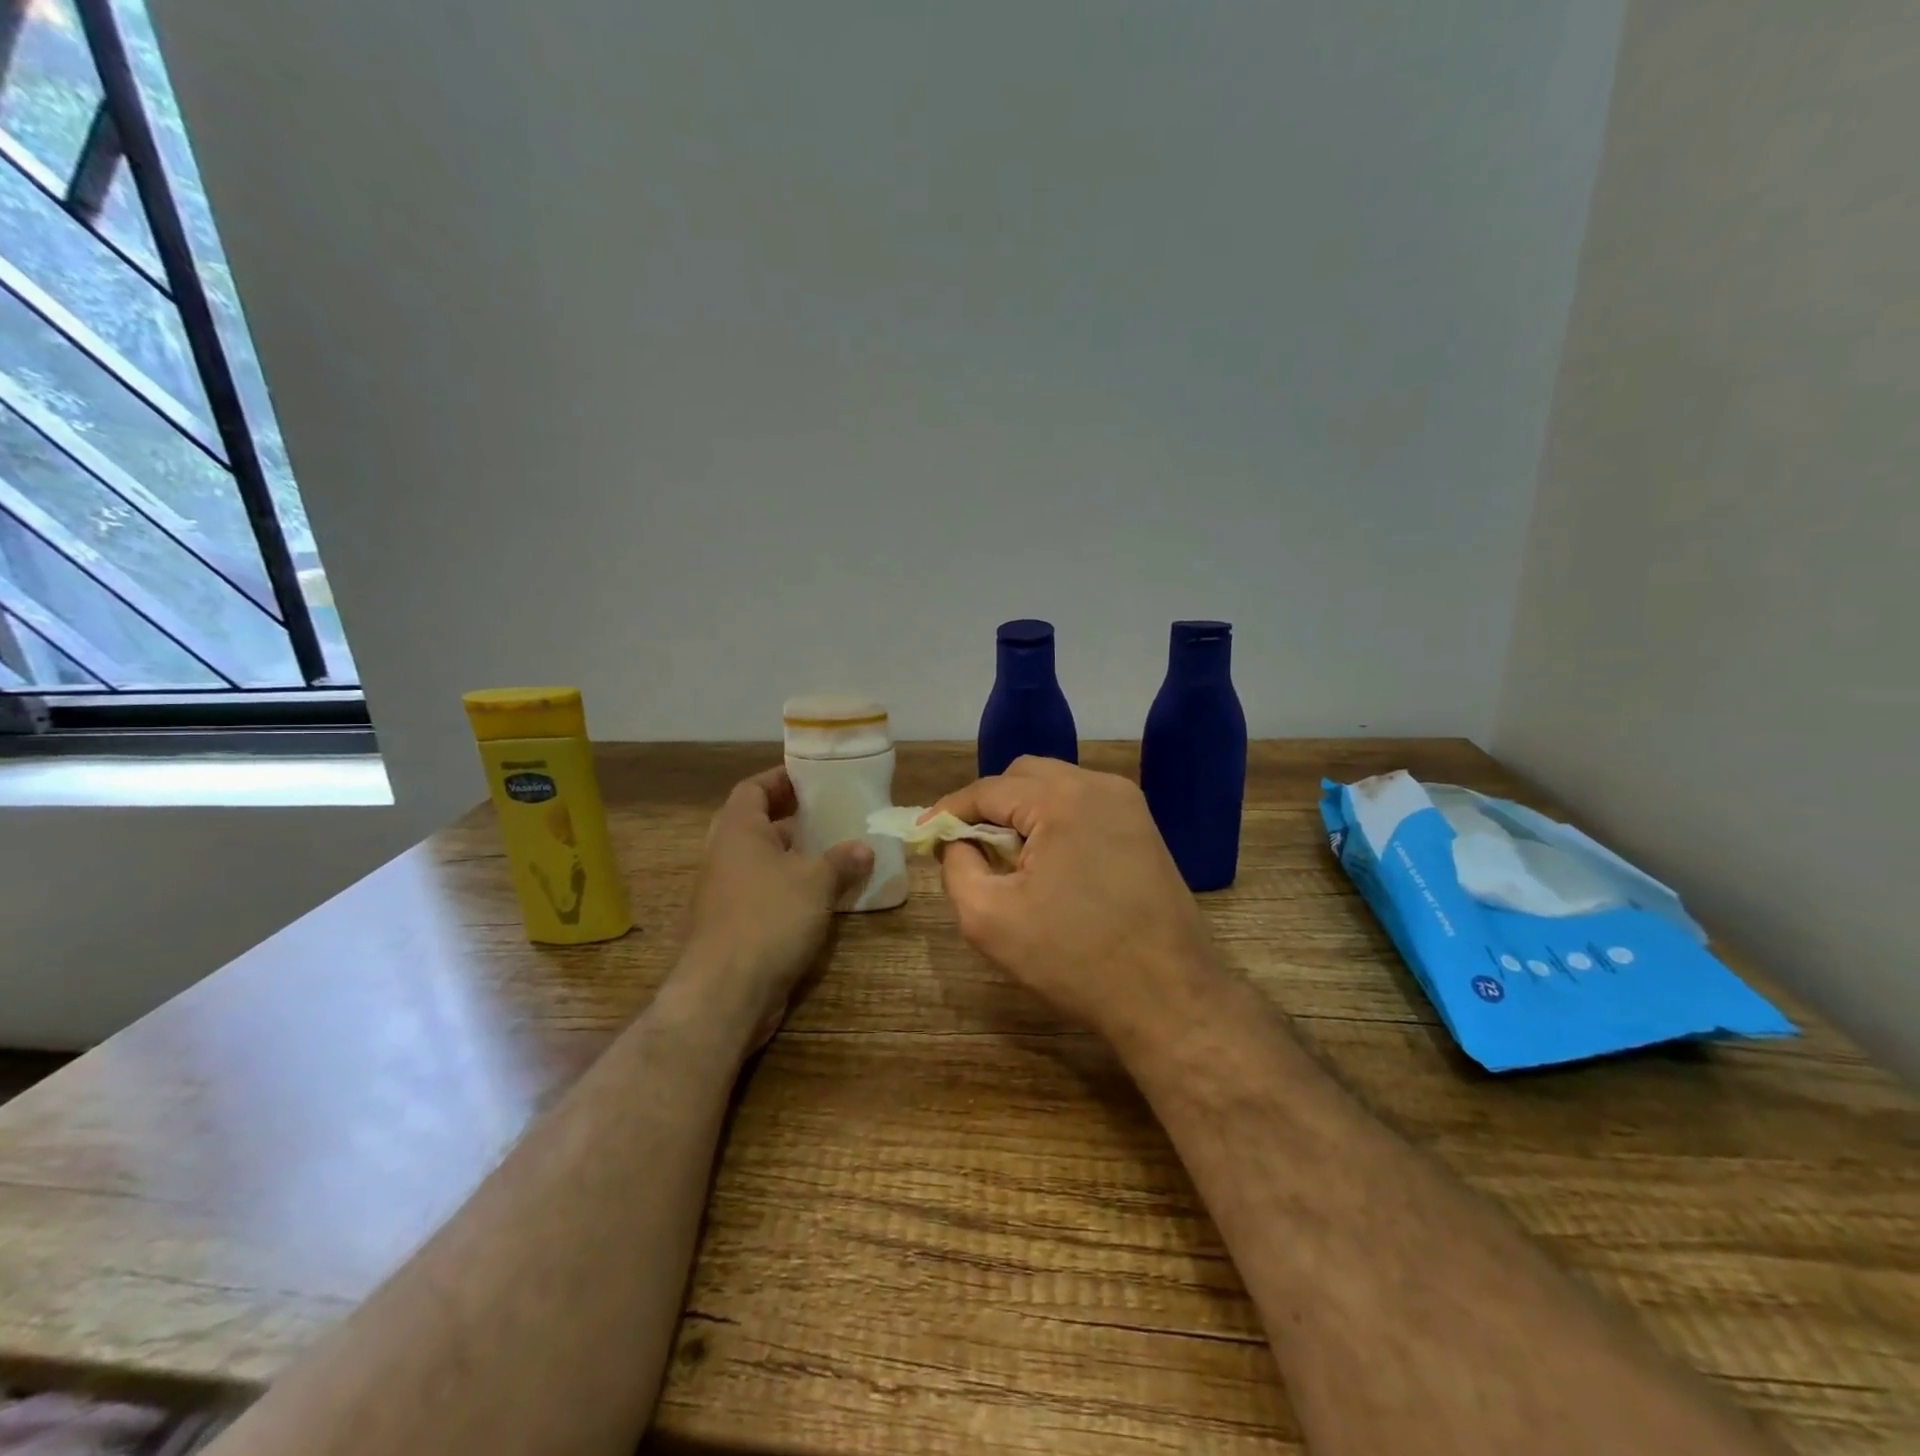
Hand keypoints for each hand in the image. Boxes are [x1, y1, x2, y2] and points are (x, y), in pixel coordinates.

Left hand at [670, 767, 872, 1053]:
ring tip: (833, 853)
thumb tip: (864, 848)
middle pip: (756, 824)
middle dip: (791, 818)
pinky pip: (763, 892)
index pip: (753, 789)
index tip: (811, 778)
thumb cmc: (770, 918)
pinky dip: (789, 888)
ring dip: (793, 856)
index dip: (780, 779)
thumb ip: (842, 860)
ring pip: (761, 862)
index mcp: (737, 831)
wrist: (726, 991)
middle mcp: (725, 856)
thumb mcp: (816, 882)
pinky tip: (821, 897)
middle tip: (828, 815)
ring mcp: (724, 893)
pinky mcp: (732, 925)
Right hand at [932, 757, 1219, 1047]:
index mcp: (1062, 800)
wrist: (1169, 997)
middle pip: (1023, 776)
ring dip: (1022, 812)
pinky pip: (1083, 805)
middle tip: (967, 848)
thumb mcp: (989, 919)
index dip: (948, 811)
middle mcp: (1099, 786)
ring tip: (1007, 859)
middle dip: (987, 806)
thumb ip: (958, 867)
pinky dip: (1054, 821)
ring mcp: (1128, 804)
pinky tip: (1048, 864)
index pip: (987, 789)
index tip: (923, 835)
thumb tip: (955, 841)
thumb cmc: (1074, 960)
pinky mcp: (1143, 827)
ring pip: (1055, 787)